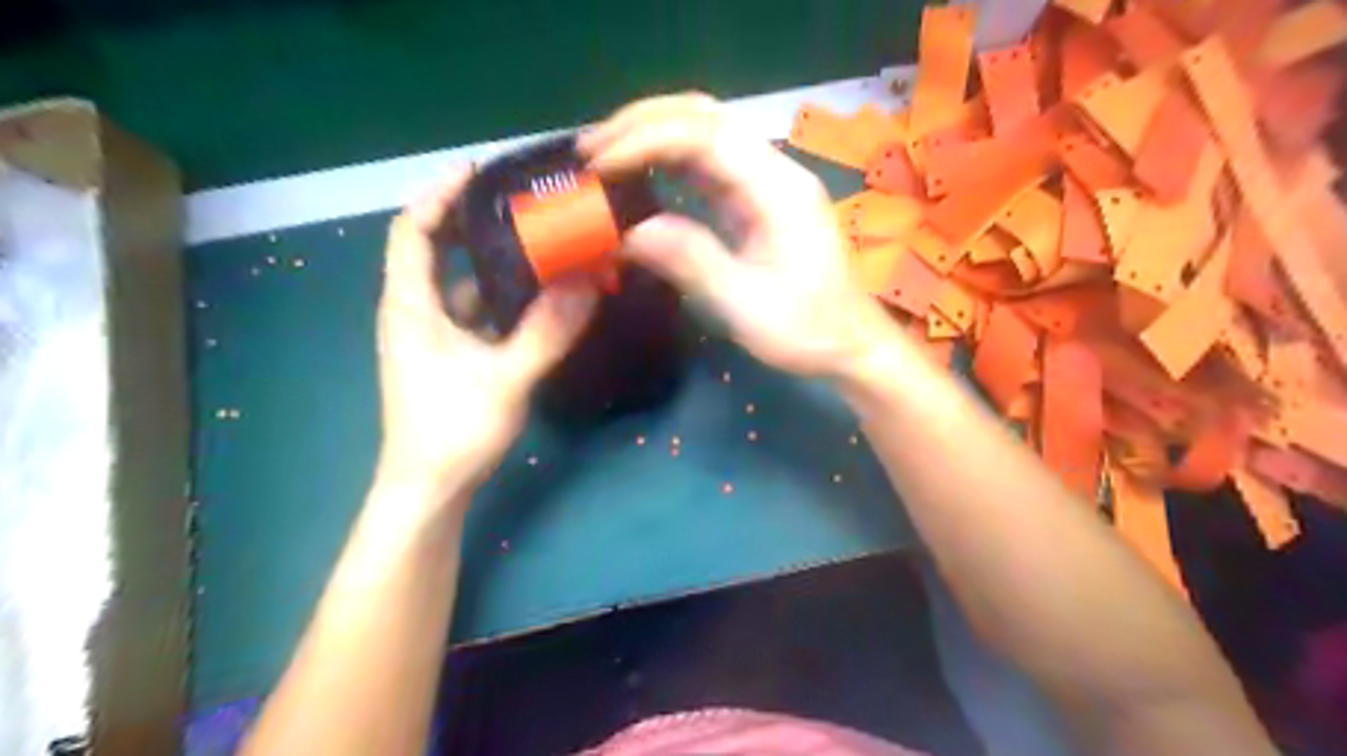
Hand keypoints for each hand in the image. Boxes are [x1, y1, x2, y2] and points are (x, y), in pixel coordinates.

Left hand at [369, 169, 597, 504]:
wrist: (429, 489)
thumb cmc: (453, 431)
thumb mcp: (506, 377)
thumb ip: (548, 330)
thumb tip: (588, 283)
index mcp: (409, 305)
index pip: (410, 230)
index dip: (438, 195)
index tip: (479, 171)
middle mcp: (414, 311)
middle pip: (433, 249)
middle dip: (471, 222)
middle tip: (519, 203)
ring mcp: (431, 336)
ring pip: (458, 283)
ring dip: (492, 263)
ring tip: (537, 243)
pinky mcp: (448, 356)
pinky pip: (473, 312)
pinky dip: (500, 299)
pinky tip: (536, 297)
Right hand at [583, 93, 891, 376]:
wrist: (849, 341)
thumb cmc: (806, 330)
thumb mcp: (746, 306)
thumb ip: (692, 262)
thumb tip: (631, 231)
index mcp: (778, 190)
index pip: (706, 136)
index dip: (646, 141)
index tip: (599, 165)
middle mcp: (774, 171)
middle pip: (705, 116)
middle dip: (642, 123)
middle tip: (589, 150)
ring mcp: (767, 182)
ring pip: (705, 131)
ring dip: (651, 134)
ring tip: (603, 155)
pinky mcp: (757, 199)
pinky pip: (708, 163)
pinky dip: (668, 160)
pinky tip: (639, 174)